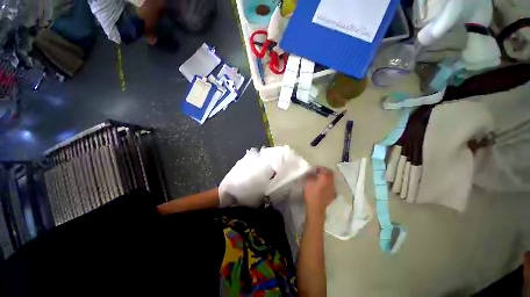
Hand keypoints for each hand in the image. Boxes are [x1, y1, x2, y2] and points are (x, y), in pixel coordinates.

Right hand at [304, 167, 335, 218]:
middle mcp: (332, 182)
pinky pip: (331, 186)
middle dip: (324, 172)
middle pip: (330, 174)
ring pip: (331, 180)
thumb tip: (312, 173)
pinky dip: (327, 185)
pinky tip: (323, 188)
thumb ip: (310, 175)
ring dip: (326, 179)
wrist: (316, 208)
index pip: (324, 169)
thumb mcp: (308, 182)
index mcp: (326, 177)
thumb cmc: (311, 194)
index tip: (314, 169)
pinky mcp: (333, 195)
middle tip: (318, 174)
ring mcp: (334, 189)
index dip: (319, 168)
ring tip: (320, 181)